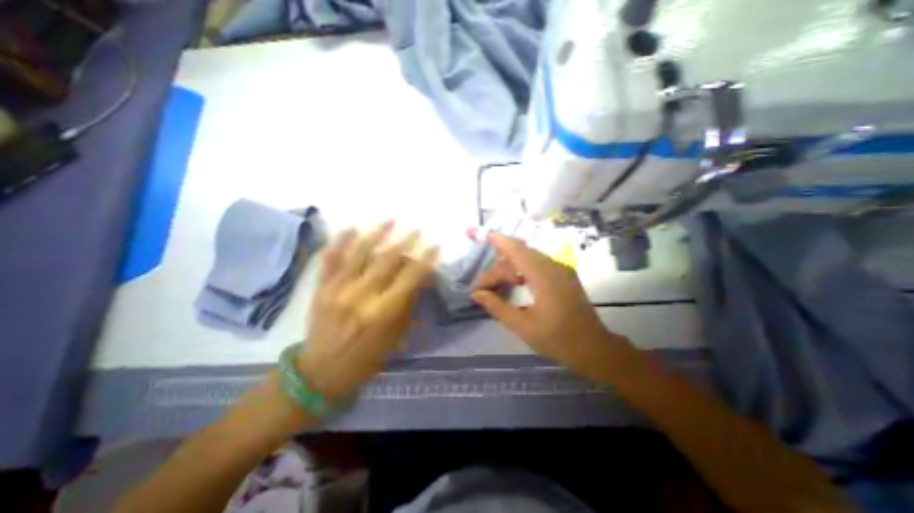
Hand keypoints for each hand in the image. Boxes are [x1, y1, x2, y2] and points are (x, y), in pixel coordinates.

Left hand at [299, 225, 437, 400]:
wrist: (322, 372)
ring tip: (389, 219)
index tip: (435, 245)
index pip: (410, 277)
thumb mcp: (396, 335)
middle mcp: (361, 296)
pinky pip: (331, 260)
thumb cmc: (367, 357)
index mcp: (383, 312)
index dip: (425, 259)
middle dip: (405, 241)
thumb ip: (408, 303)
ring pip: (359, 253)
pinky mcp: (322, 288)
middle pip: (387, 260)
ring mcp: (338, 289)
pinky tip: (350, 228)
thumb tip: (420, 278)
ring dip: (376, 234)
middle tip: (416, 229)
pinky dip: (340, 241)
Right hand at [467, 234, 632, 373]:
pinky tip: (516, 284)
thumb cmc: (558, 340)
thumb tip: (476, 294)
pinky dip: (522, 270)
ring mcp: (561, 270)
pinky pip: (538, 265)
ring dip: (510, 269)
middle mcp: (554, 267)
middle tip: (483, 288)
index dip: (499, 241)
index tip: (483, 235)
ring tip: (496, 287)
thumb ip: (497, 306)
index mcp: (544, 277)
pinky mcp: (564, 276)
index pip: (517, 250)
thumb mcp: (522, 326)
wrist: (595, 349)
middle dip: (498, 267)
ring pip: (528, 259)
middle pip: (520, 255)